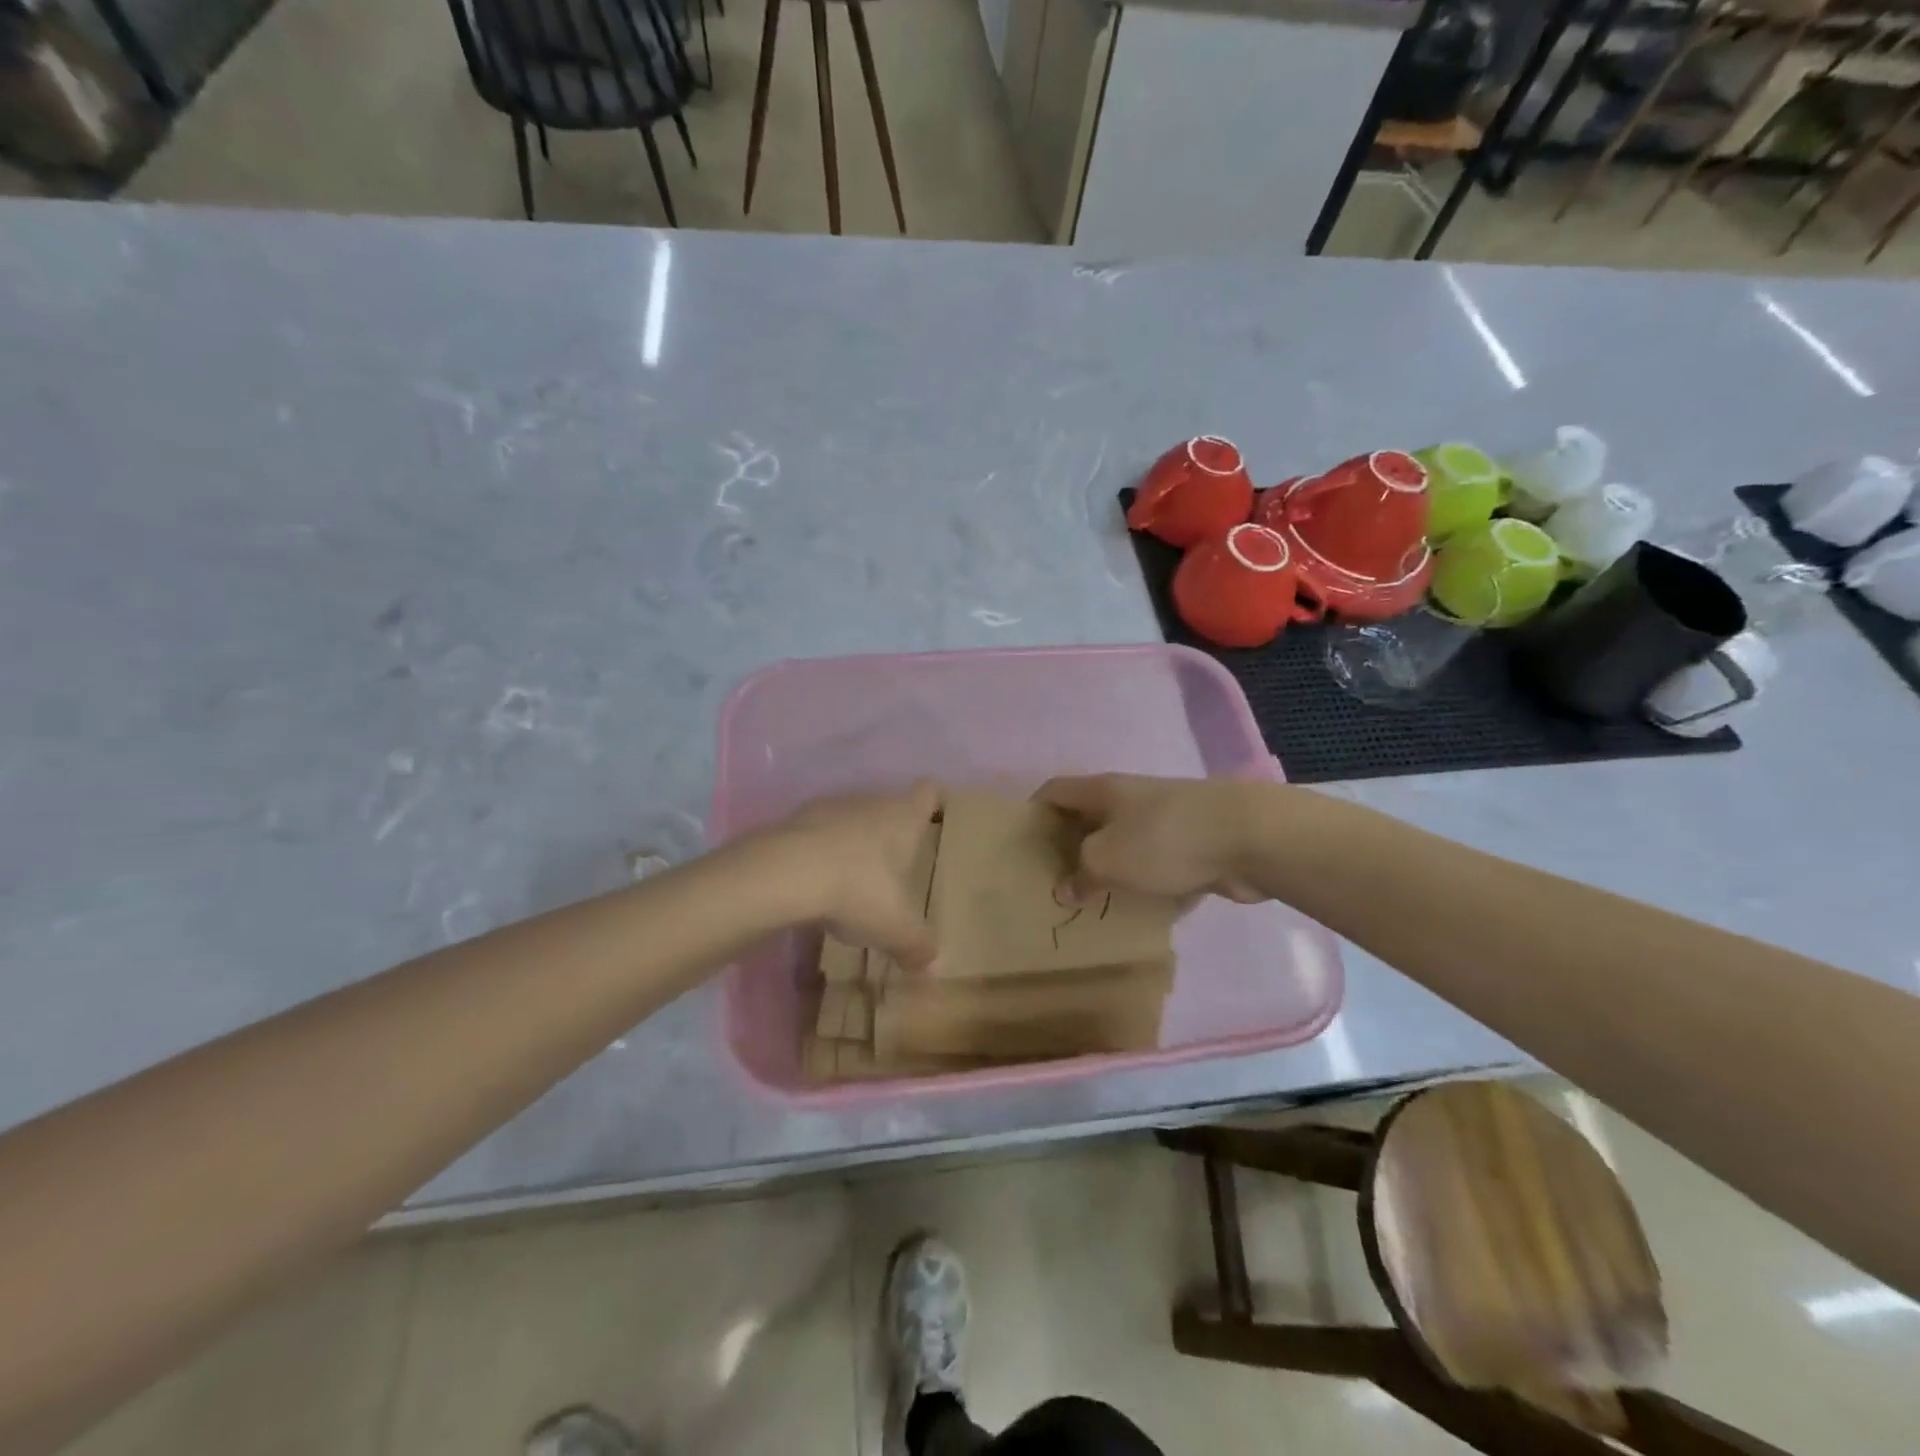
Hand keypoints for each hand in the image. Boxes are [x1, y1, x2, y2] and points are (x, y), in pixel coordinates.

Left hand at [756, 781, 941, 970]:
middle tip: (895, 870)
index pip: (927, 793)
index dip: (933, 802)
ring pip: (848, 821)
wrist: (783, 873)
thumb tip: (931, 964)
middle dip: (890, 834)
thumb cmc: (857, 889)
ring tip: (851, 882)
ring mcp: (827, 808)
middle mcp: (869, 803)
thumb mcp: (896, 928)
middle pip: (887, 808)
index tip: (934, 820)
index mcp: (902, 817)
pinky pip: (814, 837)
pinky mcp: (791, 823)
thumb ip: (917, 945)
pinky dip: (817, 856)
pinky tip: (813, 886)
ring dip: (851, 845)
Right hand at [1034, 774, 1267, 904]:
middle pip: (1089, 818)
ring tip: (1091, 903)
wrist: (1248, 837)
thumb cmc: (1163, 839)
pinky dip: (1146, 884)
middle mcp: (1131, 799)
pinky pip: (1158, 865)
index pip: (1056, 790)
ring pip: (1125, 844)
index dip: (1034, 811)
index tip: (1021, 843)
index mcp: (1104, 791)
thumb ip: (1081, 873)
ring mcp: (1165, 821)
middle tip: (1053, 882)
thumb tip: (1066, 889)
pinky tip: (1140, 912)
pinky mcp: (1194, 845)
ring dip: (1110, 870)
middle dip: (1070, 847)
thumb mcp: (1107, 857)